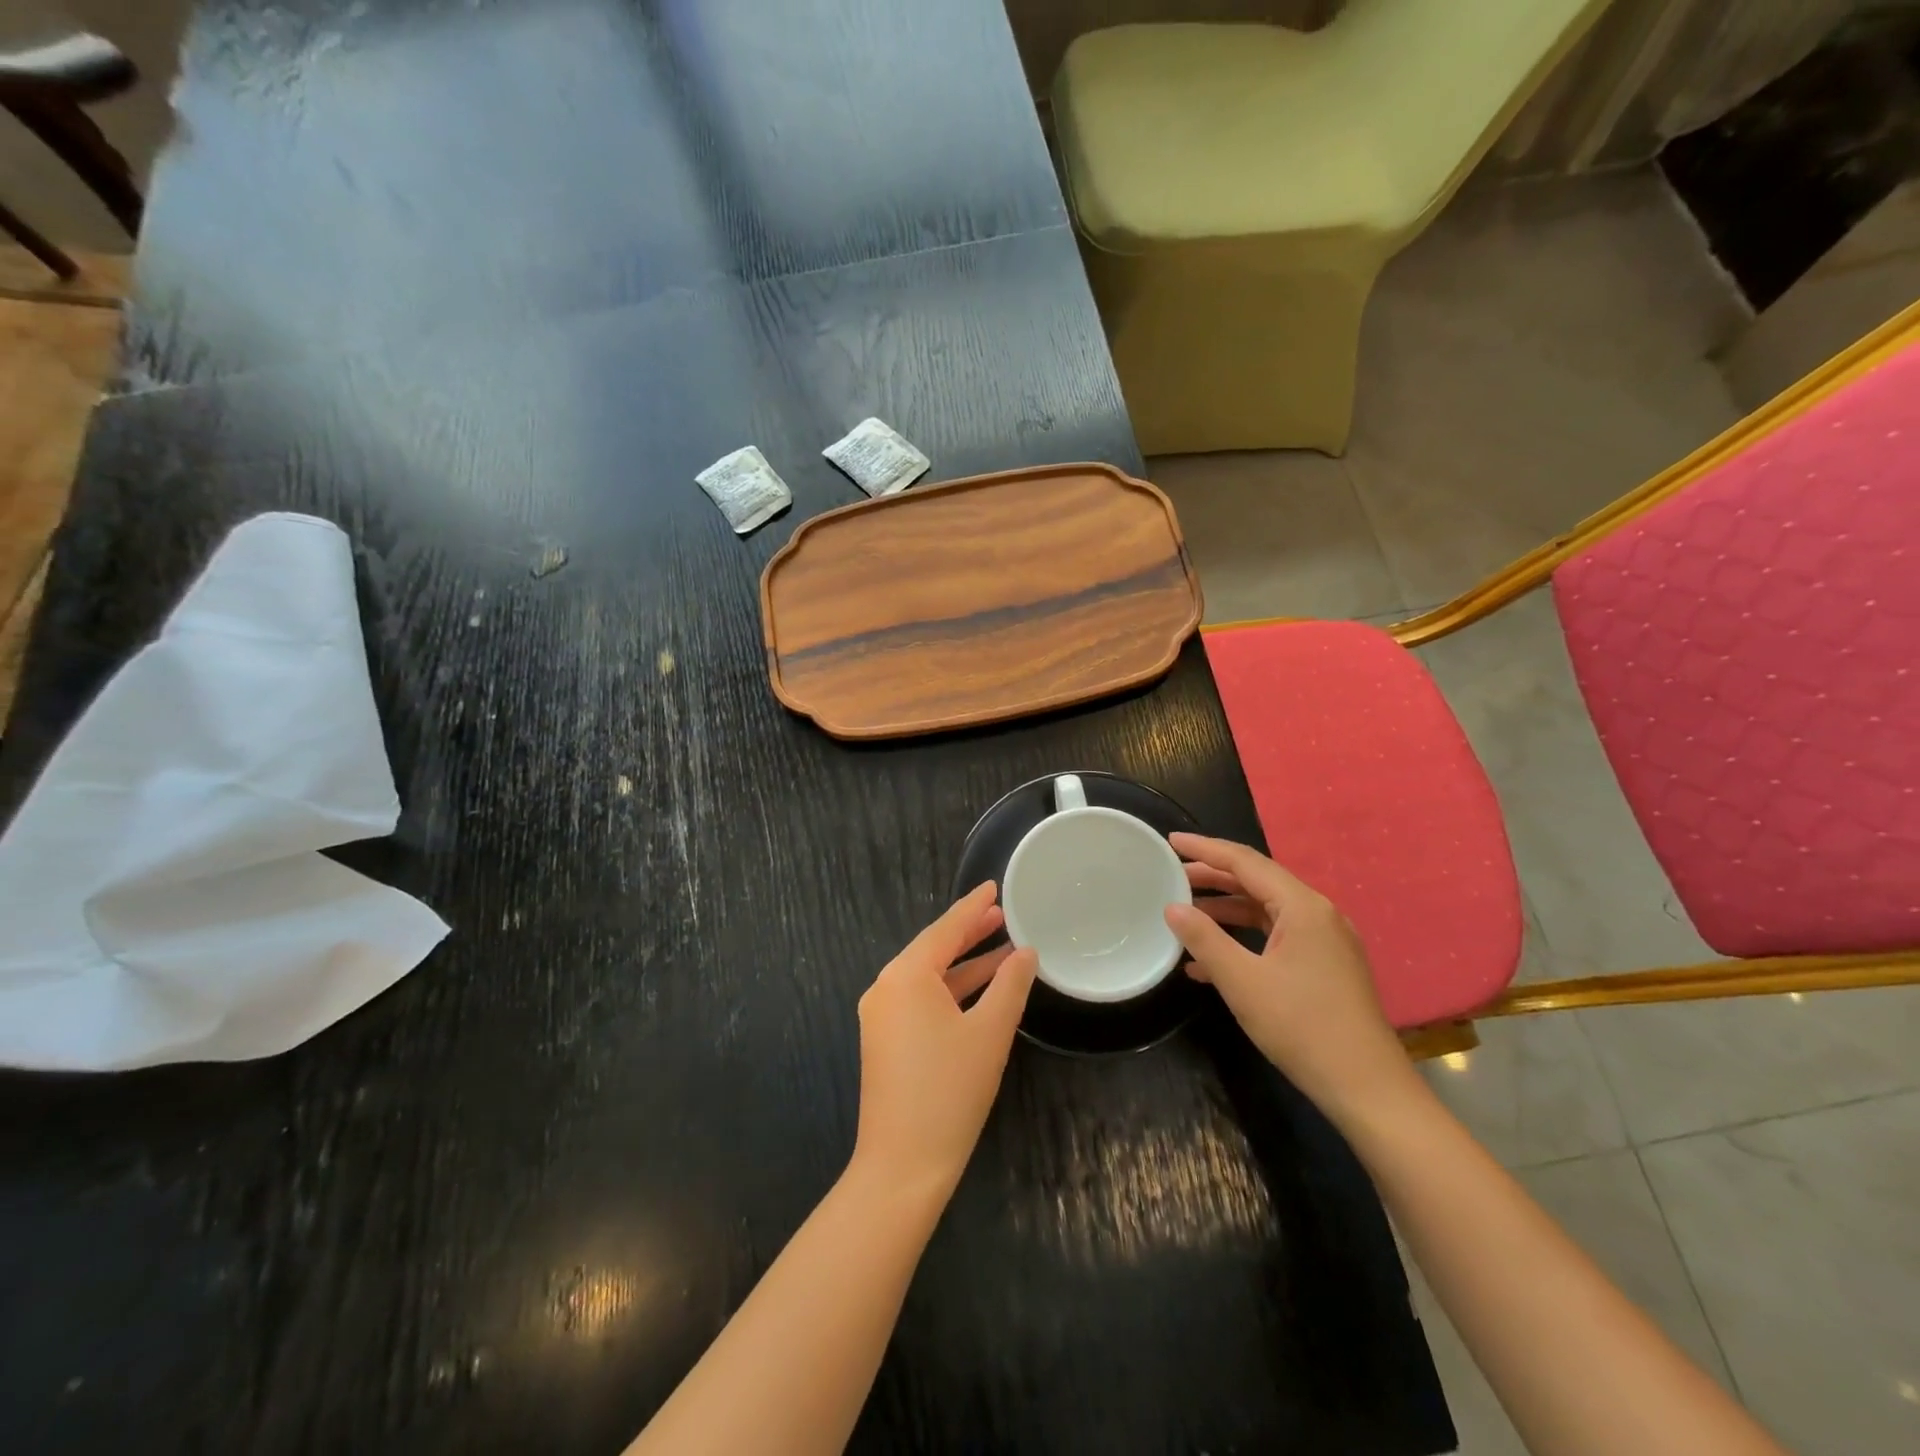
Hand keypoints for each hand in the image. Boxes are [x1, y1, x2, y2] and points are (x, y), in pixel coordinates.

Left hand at [851, 882, 1037, 1202]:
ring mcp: (881, 1015)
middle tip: (1002, 914)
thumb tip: (1025, 953)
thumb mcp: (990, 1032)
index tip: (993, 886)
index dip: (972, 907)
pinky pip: (921, 999)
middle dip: (968, 932)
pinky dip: (951, 990)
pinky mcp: (885, 1040)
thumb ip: (1010, 985)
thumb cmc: (950, 1091)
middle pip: (933, 949)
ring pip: (928, 976)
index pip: (945, 929)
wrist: (903, 1166)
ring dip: (964, 963)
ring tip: (1002, 947)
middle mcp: (886, 987)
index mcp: (905, 976)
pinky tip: (980, 990)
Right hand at [1164, 834, 1418, 1125]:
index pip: (1246, 862)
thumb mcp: (1242, 981)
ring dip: (1225, 910)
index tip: (1171, 841)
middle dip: (1213, 877)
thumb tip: (1172, 907)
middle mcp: (1318, 915)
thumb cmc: (1302, 1027)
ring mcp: (1325, 942)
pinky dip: (1243, 939)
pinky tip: (1209, 962)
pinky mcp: (1325, 967)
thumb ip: (1204, 939)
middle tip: (1172, 874)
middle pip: (1258, 882)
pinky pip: (1276, 937)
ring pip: (1266, 911)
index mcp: (1303, 907)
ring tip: (1185, 913)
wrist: (1367, 1088)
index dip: (1205, 848)